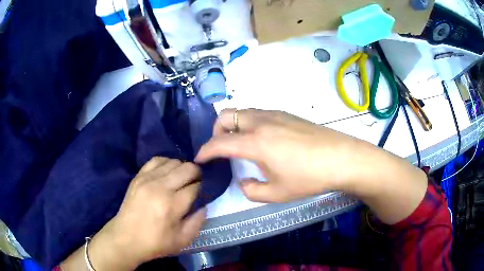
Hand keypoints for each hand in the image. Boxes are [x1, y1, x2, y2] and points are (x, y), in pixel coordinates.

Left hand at [88, 157, 205, 269]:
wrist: (125, 238)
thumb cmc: (155, 242)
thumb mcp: (182, 241)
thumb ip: (198, 222)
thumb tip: (204, 204)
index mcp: (172, 205)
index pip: (196, 186)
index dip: (204, 187)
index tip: (205, 191)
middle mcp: (160, 187)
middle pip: (187, 168)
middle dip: (197, 174)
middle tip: (197, 183)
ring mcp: (147, 179)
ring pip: (173, 161)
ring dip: (182, 168)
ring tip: (182, 179)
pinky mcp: (138, 176)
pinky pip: (157, 160)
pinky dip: (166, 163)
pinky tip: (168, 172)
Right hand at [195, 109, 359, 202]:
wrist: (342, 158)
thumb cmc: (309, 177)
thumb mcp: (277, 193)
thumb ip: (252, 190)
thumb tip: (244, 181)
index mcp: (255, 142)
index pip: (219, 142)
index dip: (205, 151)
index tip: (200, 159)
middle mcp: (261, 122)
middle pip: (226, 115)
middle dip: (216, 130)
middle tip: (221, 148)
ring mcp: (275, 114)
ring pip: (242, 111)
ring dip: (233, 125)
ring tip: (241, 144)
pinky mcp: (287, 114)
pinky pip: (258, 113)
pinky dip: (249, 122)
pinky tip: (263, 139)